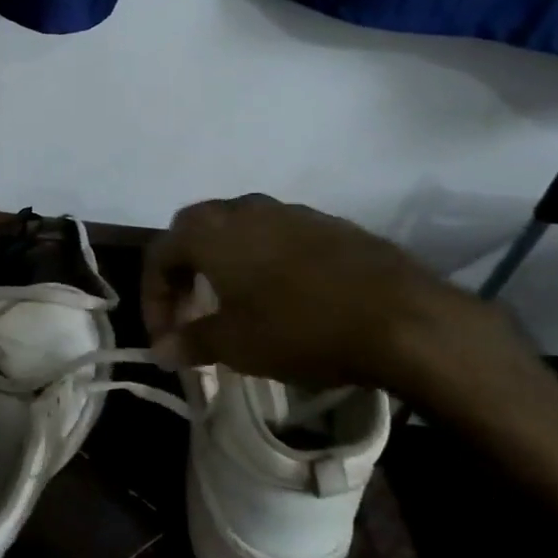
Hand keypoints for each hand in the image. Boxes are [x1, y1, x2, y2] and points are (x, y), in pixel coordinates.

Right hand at [142, 193, 498, 391]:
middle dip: (184, 274)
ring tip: (236, 307)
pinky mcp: (329, 224)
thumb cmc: (300, 328)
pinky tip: (285, 299)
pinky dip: (265, 263)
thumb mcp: (235, 345)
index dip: (153, 298)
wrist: (404, 317)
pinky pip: (279, 238)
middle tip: (192, 314)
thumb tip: (161, 349)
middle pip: (194, 232)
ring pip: (238, 231)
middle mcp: (242, 208)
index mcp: (209, 231)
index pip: (158, 254)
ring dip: (225, 265)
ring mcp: (289, 211)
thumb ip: (190, 342)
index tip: (165, 337)